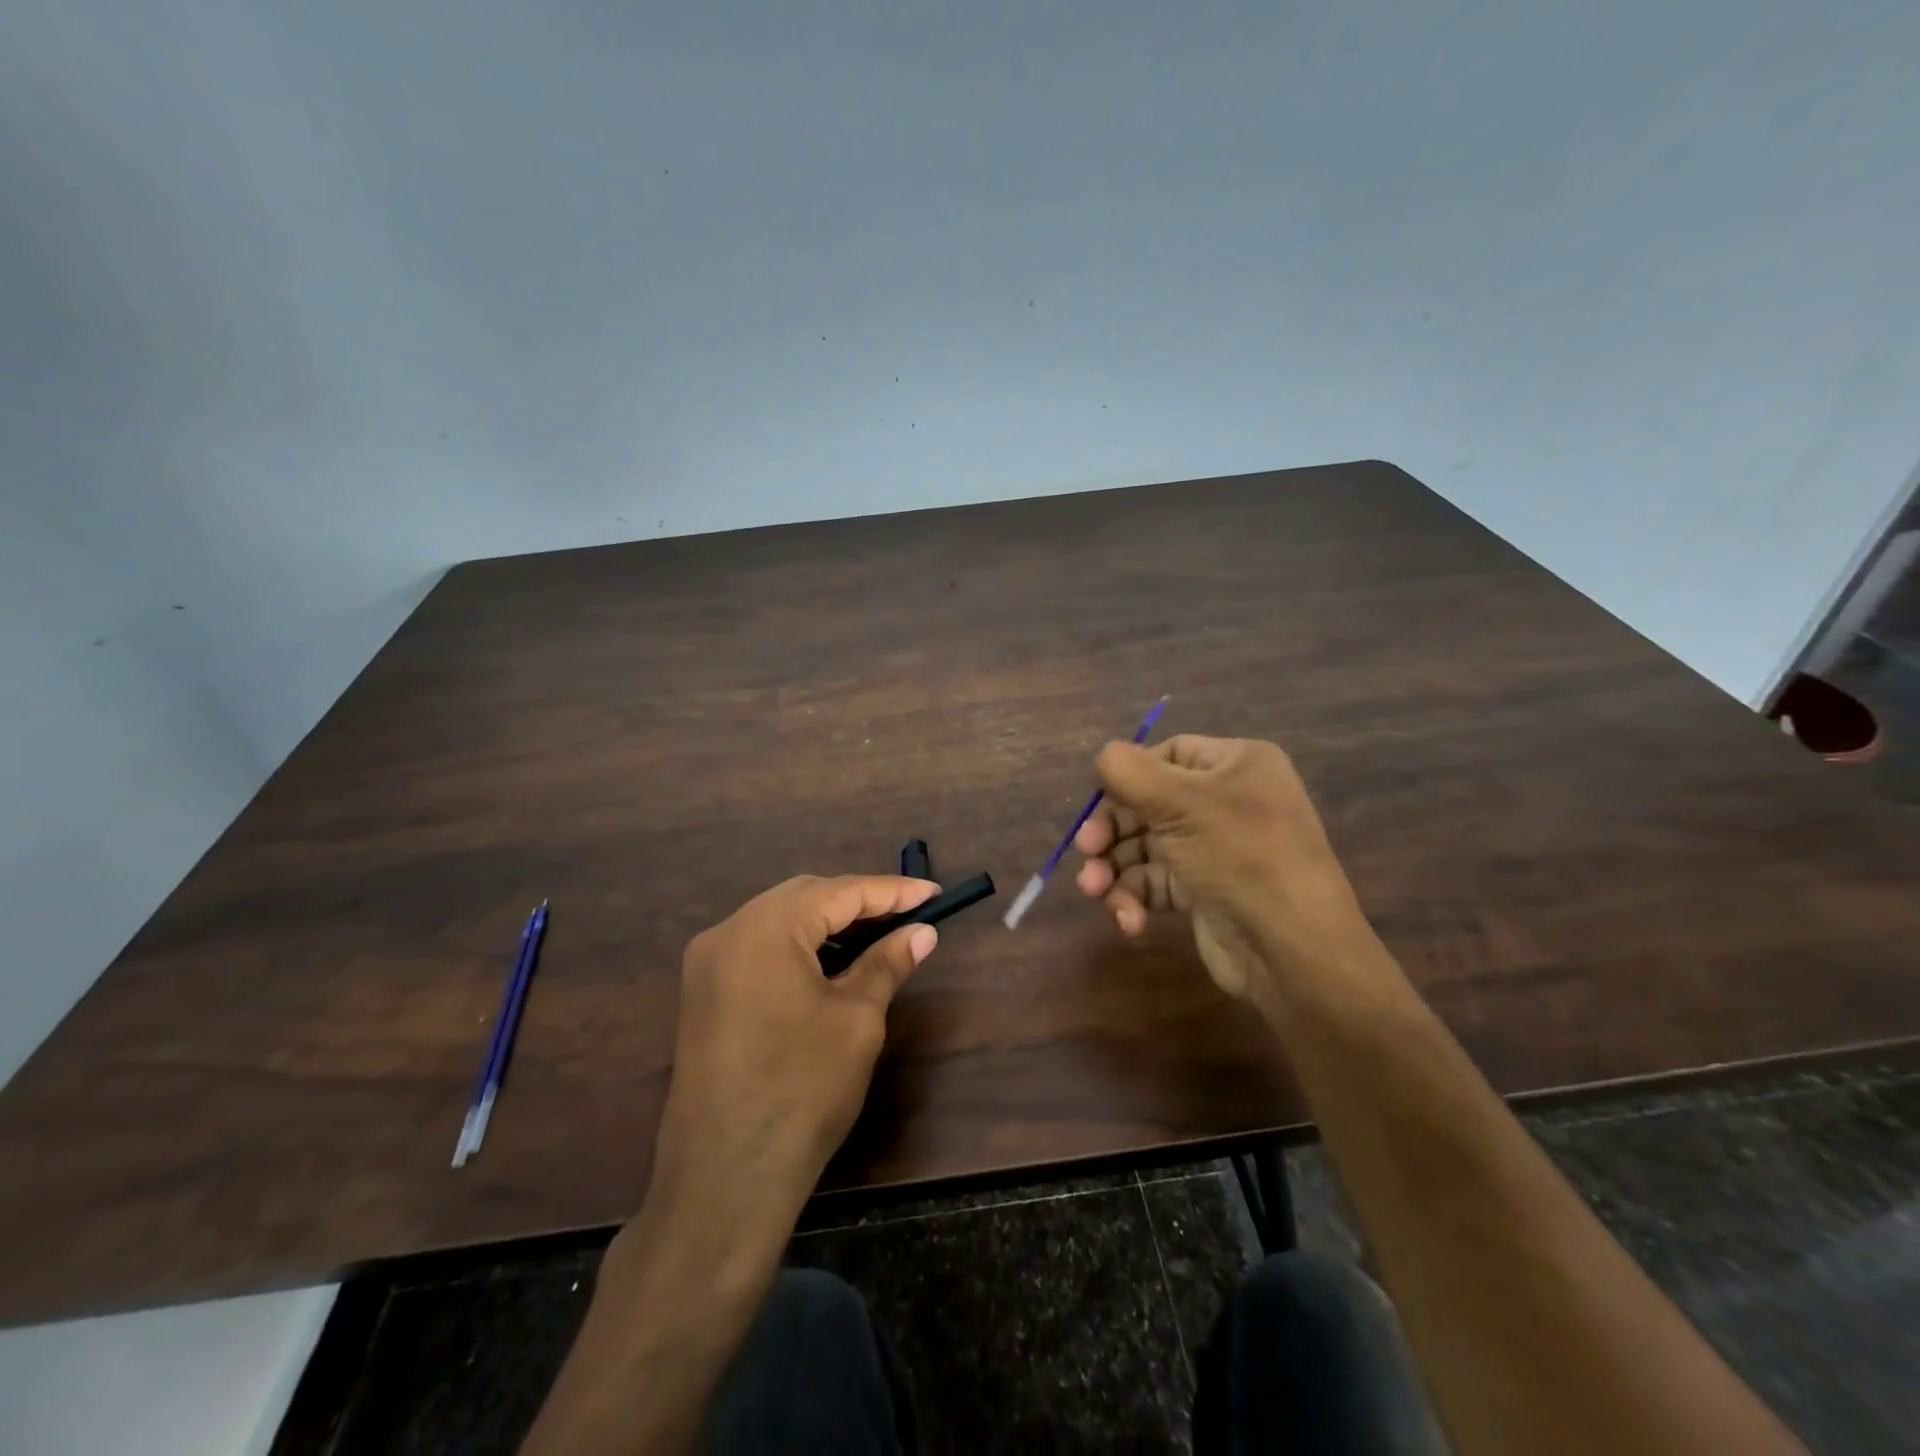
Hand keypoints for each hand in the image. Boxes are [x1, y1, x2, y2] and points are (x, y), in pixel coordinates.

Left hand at [652, 875, 938, 1221]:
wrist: (725, 1180)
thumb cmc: (802, 1091)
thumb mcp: (857, 1020)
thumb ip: (887, 963)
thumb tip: (922, 932)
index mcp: (764, 928)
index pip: (839, 892)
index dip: (892, 891)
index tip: (934, 893)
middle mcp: (727, 931)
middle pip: (805, 896)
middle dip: (859, 901)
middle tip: (908, 915)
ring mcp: (708, 962)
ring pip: (780, 919)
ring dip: (829, 922)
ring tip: (878, 936)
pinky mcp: (704, 992)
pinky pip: (760, 946)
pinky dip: (800, 945)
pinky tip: (832, 962)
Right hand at [1073, 734, 1380, 1006]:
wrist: (1292, 949)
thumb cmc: (1238, 856)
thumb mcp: (1179, 803)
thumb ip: (1129, 770)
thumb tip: (1104, 756)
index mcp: (1235, 765)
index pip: (1167, 754)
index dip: (1128, 777)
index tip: (1098, 801)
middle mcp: (1228, 800)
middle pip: (1149, 803)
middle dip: (1111, 831)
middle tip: (1086, 851)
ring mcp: (1216, 848)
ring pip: (1145, 846)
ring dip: (1114, 869)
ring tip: (1094, 891)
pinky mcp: (1204, 890)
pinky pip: (1156, 882)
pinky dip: (1135, 898)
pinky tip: (1129, 920)